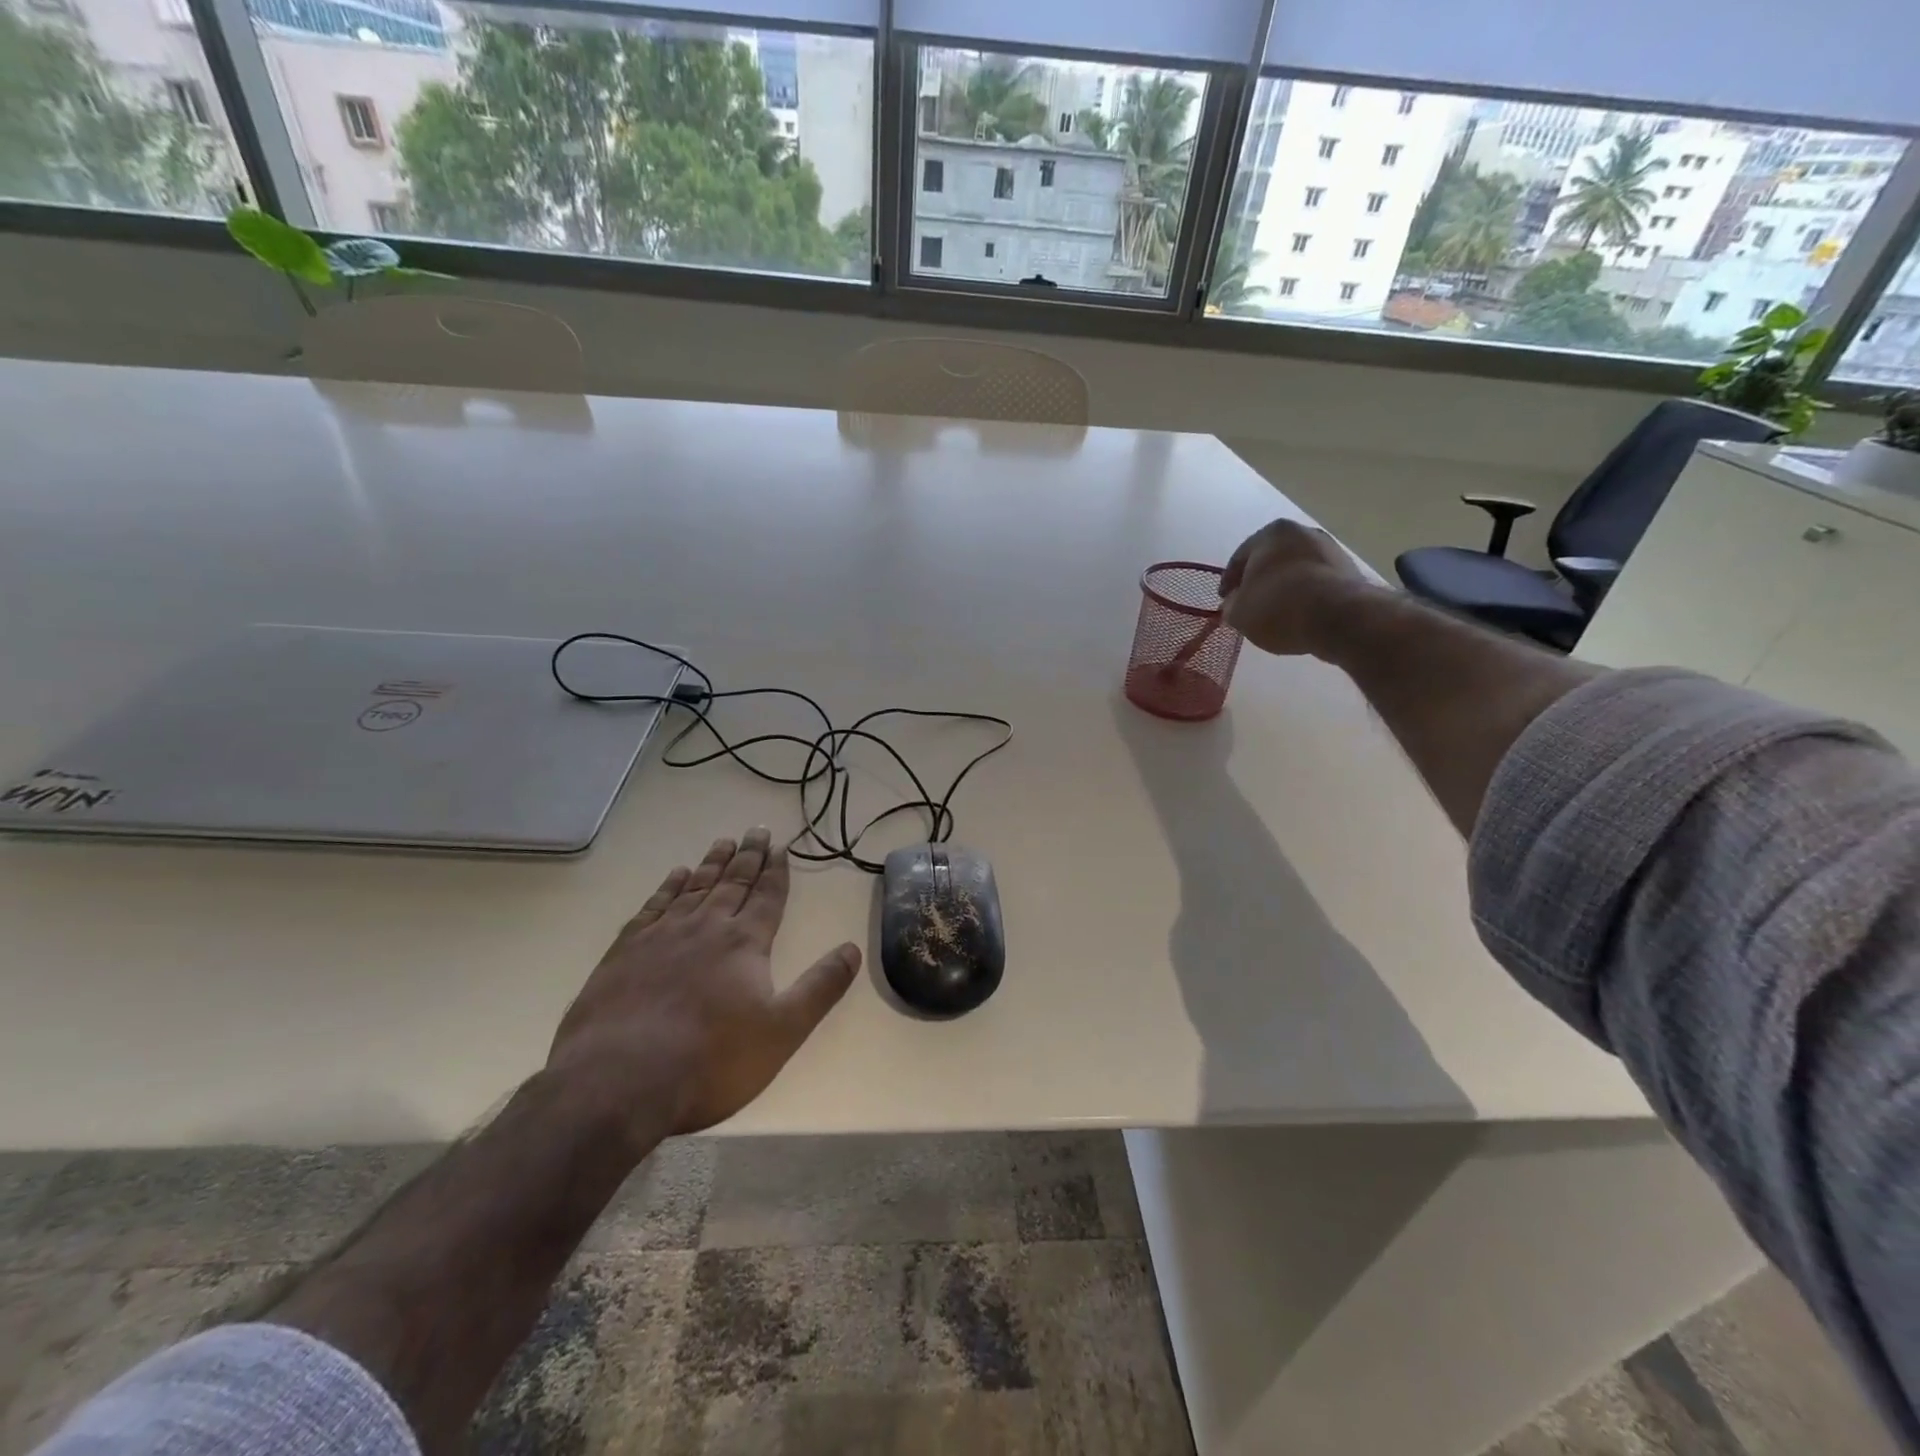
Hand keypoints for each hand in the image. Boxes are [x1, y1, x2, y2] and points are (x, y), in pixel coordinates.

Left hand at [547, 828, 860, 1136]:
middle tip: (756, 830)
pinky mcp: (624, 952)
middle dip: (748, 857)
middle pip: (733, 883)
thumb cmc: (711, 1061)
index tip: (781, 847)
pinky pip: (653, 906)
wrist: (619, 1082)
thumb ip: (820, 987)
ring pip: (693, 888)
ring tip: (723, 842)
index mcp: (744, 944)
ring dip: (711, 863)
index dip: (776, 872)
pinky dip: (668, 887)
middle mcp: (706, 928)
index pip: (767, 898)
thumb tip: (853, 948)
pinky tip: (675, 875)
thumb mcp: (783, 1031)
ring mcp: (661, 937)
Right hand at [1219, 518, 1366, 656]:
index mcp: (1272, 533)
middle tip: (1250, 602)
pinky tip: (1300, 614)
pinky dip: (1306, 595)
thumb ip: (1231, 605)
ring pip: (1298, 569)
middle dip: (1261, 579)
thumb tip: (1235, 603)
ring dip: (1286, 587)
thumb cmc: (1278, 606)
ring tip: (1276, 612)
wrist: (1337, 616)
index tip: (1224, 600)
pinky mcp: (1351, 571)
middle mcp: (1304, 533)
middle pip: (1273, 559)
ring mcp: (1331, 550)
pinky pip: (1318, 583)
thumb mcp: (1239, 612)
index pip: (1241, 556)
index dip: (1229, 581)